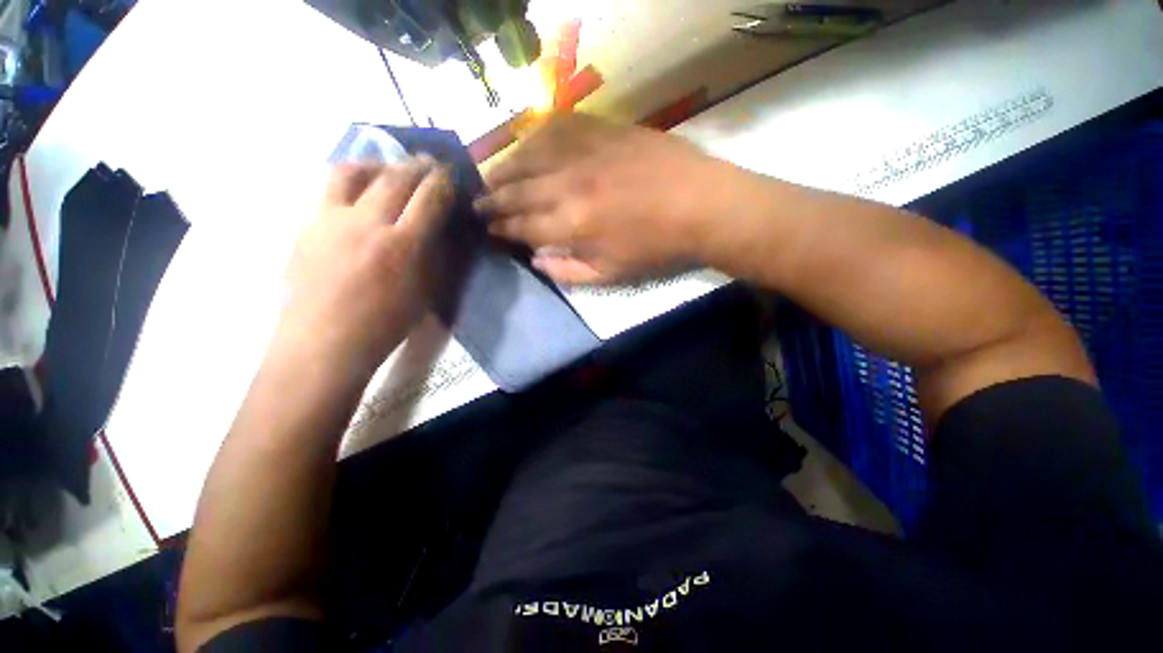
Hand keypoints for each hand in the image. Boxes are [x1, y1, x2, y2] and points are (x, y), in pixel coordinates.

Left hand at [277, 159, 452, 376]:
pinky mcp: (307, 226)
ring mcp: (332, 221)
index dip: (445, 179)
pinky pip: (328, 192)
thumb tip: (440, 222)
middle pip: (398, 173)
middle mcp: (367, 223)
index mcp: (402, 247)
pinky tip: (350, 203)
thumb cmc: (375, 332)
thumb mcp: (420, 297)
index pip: (432, 193)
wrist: (318, 348)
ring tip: (380, 174)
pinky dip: (346, 188)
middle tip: (424, 166)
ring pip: (355, 171)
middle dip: (417, 164)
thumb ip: (433, 255)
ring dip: (375, 166)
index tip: (448, 177)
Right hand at [476, 114, 724, 284]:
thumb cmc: (663, 246)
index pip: (519, 226)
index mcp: (571, 225)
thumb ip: (569, 271)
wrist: (705, 203)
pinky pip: (558, 125)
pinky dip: (538, 134)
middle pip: (515, 190)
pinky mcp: (601, 128)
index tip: (486, 227)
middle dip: (490, 199)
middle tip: (476, 202)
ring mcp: (584, 151)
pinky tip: (530, 142)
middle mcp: (568, 184)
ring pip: (528, 154)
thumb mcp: (615, 274)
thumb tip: (534, 261)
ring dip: (505, 166)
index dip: (498, 227)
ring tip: (494, 174)